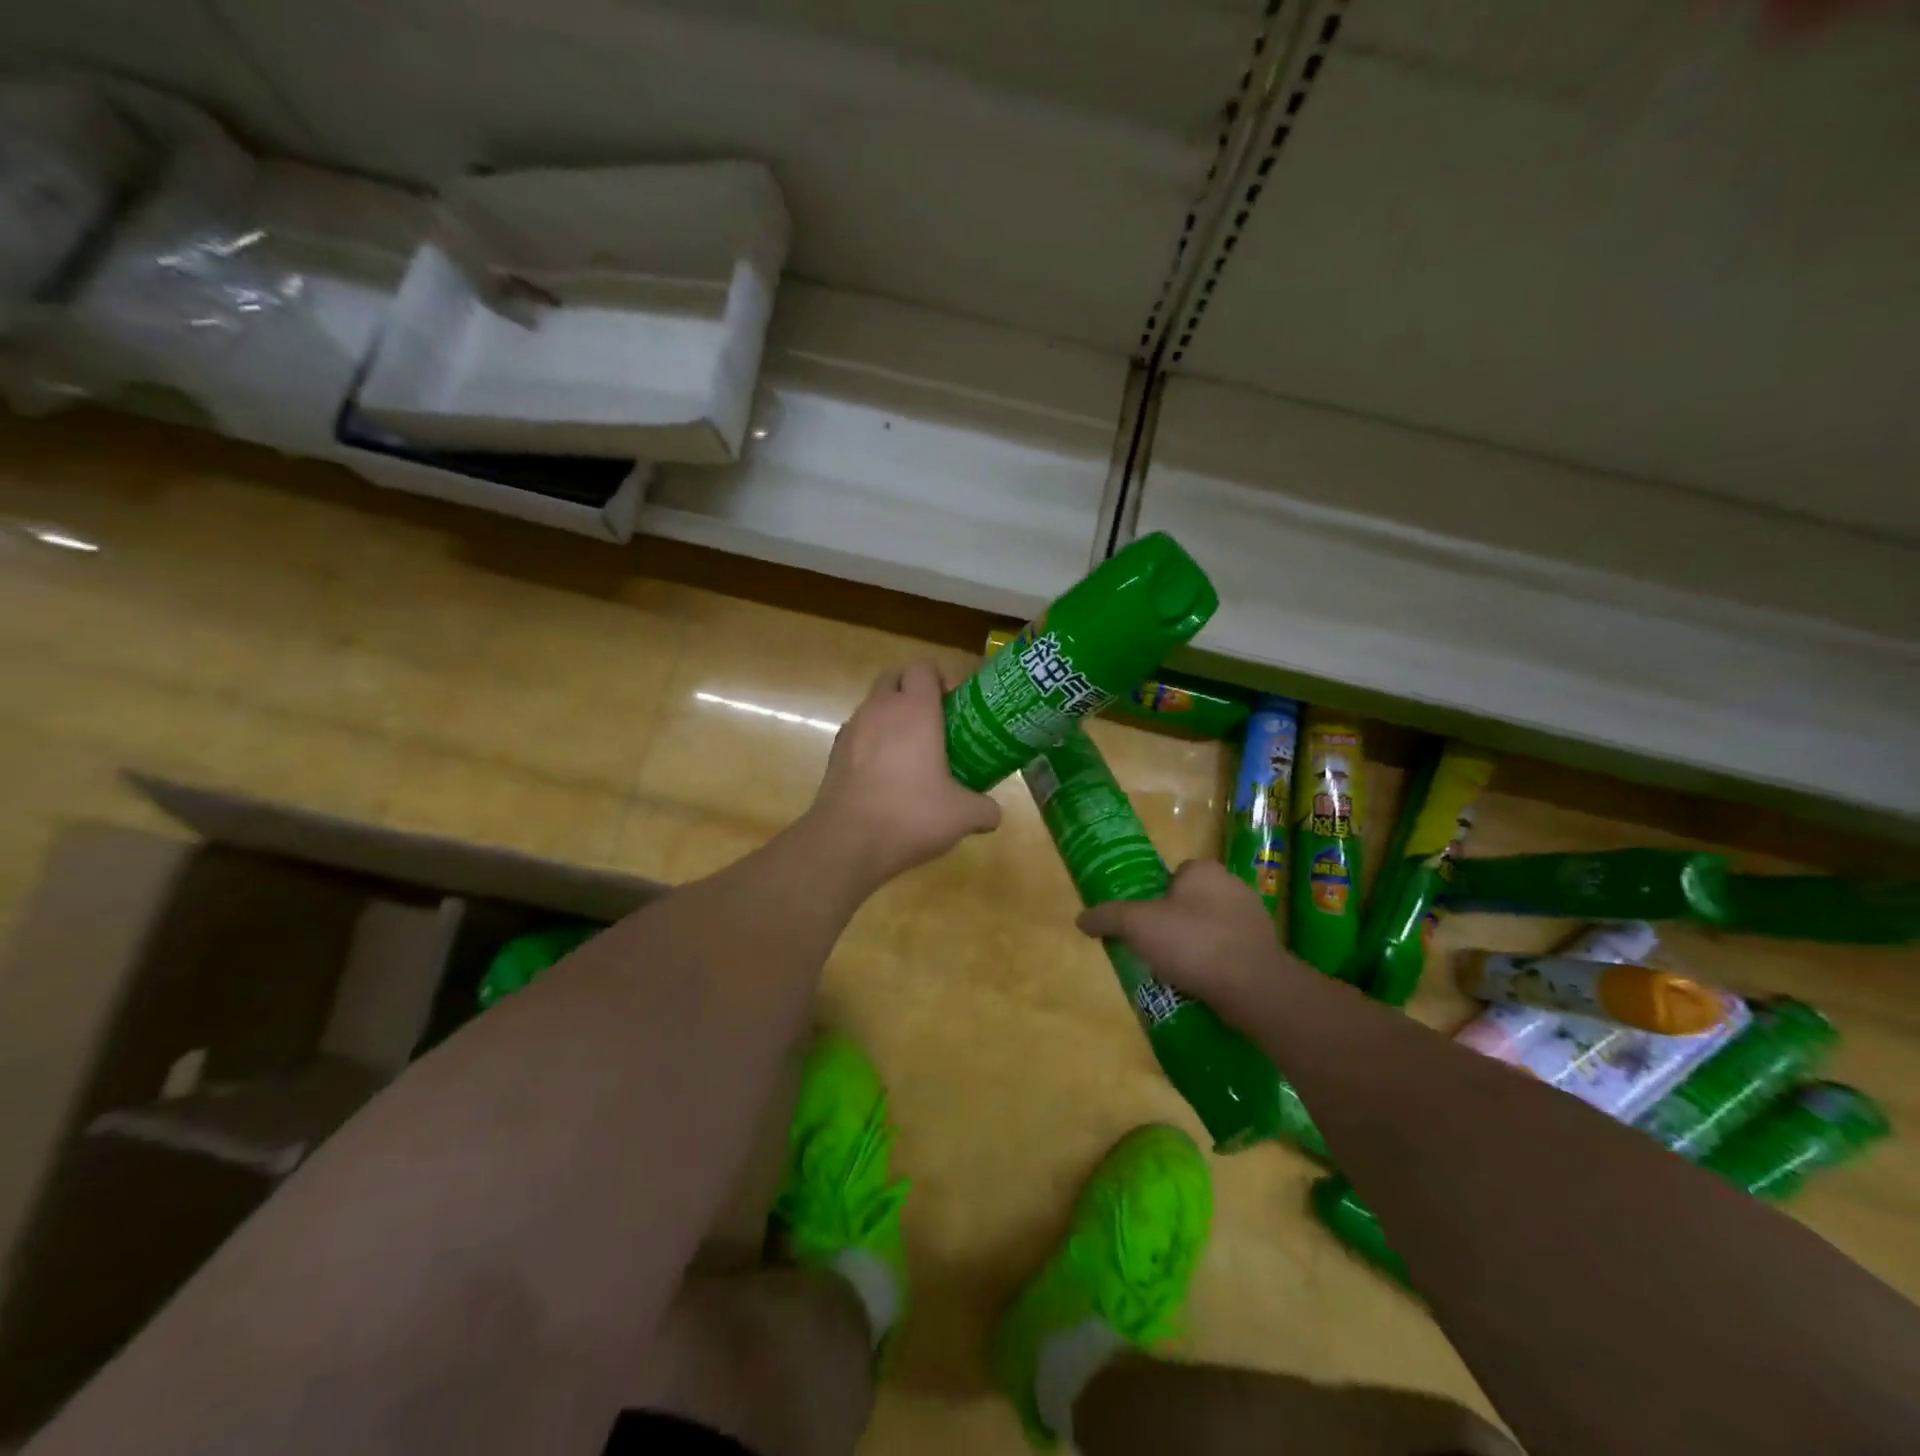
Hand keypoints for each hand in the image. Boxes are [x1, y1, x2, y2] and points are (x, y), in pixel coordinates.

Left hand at [804, 661, 1001, 887]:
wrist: (847, 841)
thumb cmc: (911, 815)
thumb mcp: (962, 816)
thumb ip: (985, 809)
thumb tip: (995, 813)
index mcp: (915, 710)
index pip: (923, 667)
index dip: (940, 678)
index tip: (954, 703)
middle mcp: (880, 709)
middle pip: (894, 677)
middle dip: (912, 689)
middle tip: (934, 719)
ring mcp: (852, 729)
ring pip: (873, 705)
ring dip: (891, 715)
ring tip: (911, 749)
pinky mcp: (835, 753)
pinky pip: (858, 733)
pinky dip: (872, 741)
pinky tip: (885, 772)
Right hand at [1076, 860, 1304, 1021]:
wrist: (1254, 987)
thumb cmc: (1193, 942)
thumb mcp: (1138, 925)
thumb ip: (1108, 917)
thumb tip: (1081, 918)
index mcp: (1205, 870)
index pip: (1175, 875)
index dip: (1156, 897)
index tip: (1144, 923)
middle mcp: (1233, 886)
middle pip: (1192, 902)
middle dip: (1175, 923)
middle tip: (1155, 950)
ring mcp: (1254, 920)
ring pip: (1212, 929)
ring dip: (1196, 947)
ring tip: (1175, 973)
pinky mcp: (1266, 951)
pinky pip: (1230, 953)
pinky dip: (1216, 966)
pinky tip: (1202, 986)